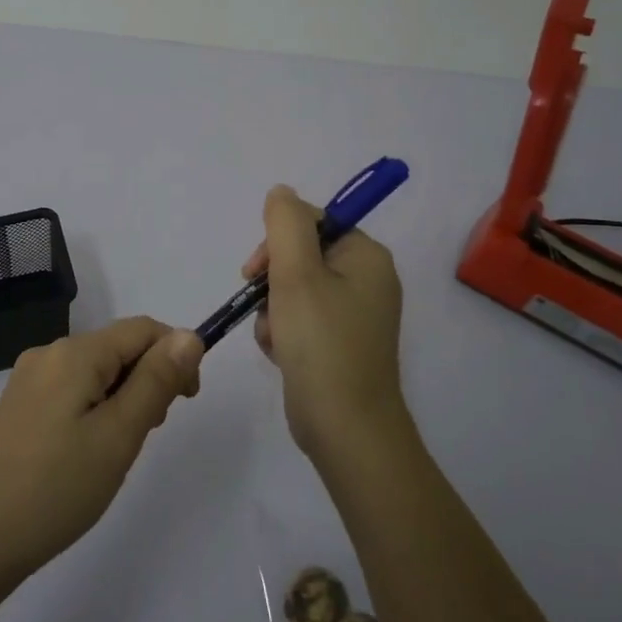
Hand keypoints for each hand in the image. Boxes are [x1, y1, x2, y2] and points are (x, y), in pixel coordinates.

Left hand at [0, 317, 204, 588]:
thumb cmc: (57, 488)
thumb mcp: (119, 435)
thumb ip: (156, 380)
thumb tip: (189, 335)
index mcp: (74, 352)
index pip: (142, 329)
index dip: (175, 355)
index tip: (187, 402)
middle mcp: (49, 353)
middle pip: (118, 348)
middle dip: (148, 379)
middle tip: (148, 434)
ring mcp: (30, 379)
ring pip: (97, 371)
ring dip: (123, 396)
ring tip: (118, 449)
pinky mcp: (20, 406)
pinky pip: (73, 389)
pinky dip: (96, 408)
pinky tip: (89, 452)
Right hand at [245, 184, 405, 459]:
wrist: (346, 429)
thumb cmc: (321, 343)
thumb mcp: (296, 273)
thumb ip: (285, 223)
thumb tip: (281, 192)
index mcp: (366, 256)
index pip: (312, 222)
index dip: (277, 241)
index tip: (254, 271)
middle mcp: (367, 279)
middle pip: (301, 255)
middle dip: (272, 280)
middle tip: (260, 303)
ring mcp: (355, 314)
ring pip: (295, 289)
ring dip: (273, 308)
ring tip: (274, 337)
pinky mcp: (341, 343)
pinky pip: (302, 318)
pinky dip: (283, 330)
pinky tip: (279, 352)